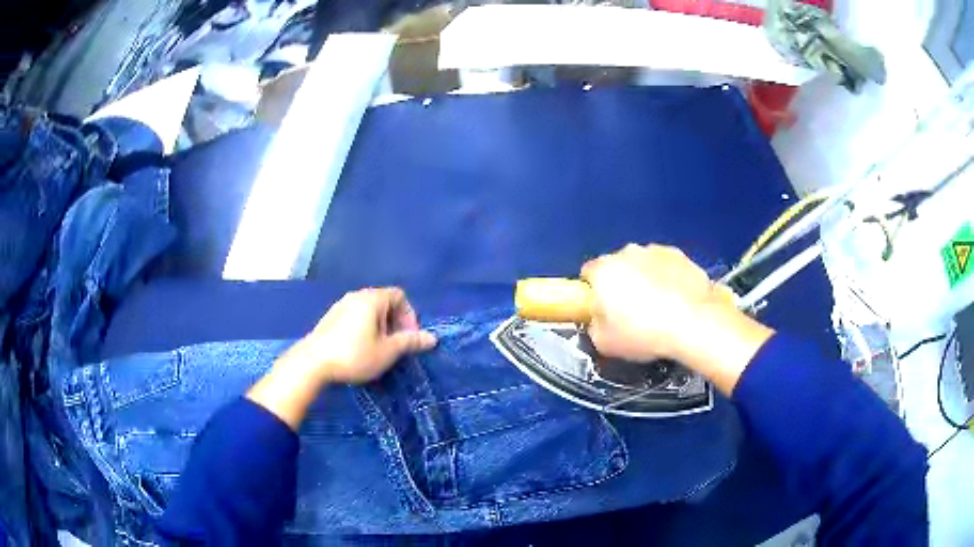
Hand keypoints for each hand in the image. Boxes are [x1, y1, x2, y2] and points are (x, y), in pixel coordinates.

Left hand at [247, 288, 436, 429]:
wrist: (312, 362)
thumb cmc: (354, 355)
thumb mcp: (387, 351)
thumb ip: (410, 342)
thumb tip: (432, 338)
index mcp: (372, 299)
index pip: (400, 295)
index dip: (410, 315)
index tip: (408, 338)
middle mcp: (356, 296)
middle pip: (385, 302)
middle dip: (396, 323)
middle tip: (396, 346)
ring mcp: (341, 305)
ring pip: (369, 311)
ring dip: (380, 327)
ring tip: (379, 350)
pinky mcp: (330, 318)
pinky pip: (356, 317)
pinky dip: (365, 329)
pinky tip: (360, 350)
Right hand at [581, 244, 770, 394]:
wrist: (694, 324)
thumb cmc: (644, 334)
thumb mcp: (604, 343)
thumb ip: (594, 325)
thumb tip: (598, 319)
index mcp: (603, 270)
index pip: (588, 274)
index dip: (592, 293)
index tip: (601, 310)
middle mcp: (627, 252)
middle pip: (616, 266)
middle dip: (620, 285)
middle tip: (630, 313)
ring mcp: (656, 251)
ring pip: (642, 264)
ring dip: (645, 280)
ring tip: (658, 308)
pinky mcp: (680, 255)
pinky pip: (665, 266)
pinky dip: (667, 278)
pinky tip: (676, 301)